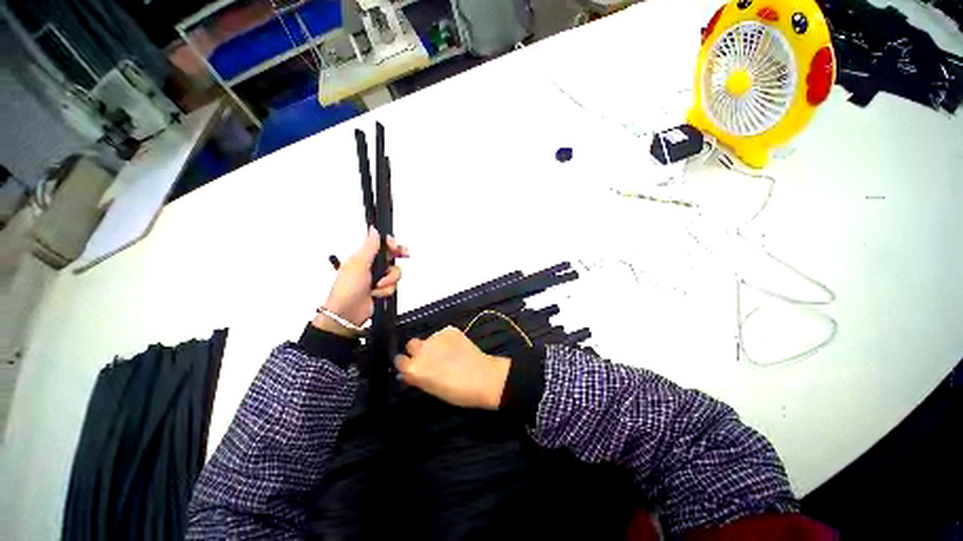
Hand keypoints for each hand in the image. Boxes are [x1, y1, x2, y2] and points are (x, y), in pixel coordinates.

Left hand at [314, 227, 407, 336]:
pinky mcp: (382, 289)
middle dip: (397, 257)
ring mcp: (377, 278)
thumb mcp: (358, 264)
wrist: (347, 314)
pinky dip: (387, 290)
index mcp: (363, 256)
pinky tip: (377, 293)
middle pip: (392, 256)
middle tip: (405, 254)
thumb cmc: (347, 289)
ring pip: (395, 272)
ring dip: (389, 280)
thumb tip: (374, 230)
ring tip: (377, 286)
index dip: (391, 244)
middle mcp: (371, 266)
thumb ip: (369, 247)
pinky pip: (394, 285)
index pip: (381, 244)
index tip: (396, 246)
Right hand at [394, 327, 509, 409]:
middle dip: (417, 350)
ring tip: (448, 353)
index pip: (399, 360)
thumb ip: (417, 378)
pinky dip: (446, 339)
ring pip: (428, 338)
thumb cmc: (457, 392)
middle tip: (430, 357)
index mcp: (415, 368)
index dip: (406, 363)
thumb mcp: (432, 389)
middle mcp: (422, 350)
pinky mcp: (449, 330)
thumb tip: (406, 372)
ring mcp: (436, 337)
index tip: (412, 365)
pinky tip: (456, 348)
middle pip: (411, 345)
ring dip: (433, 344)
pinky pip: (442, 334)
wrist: (484, 378)